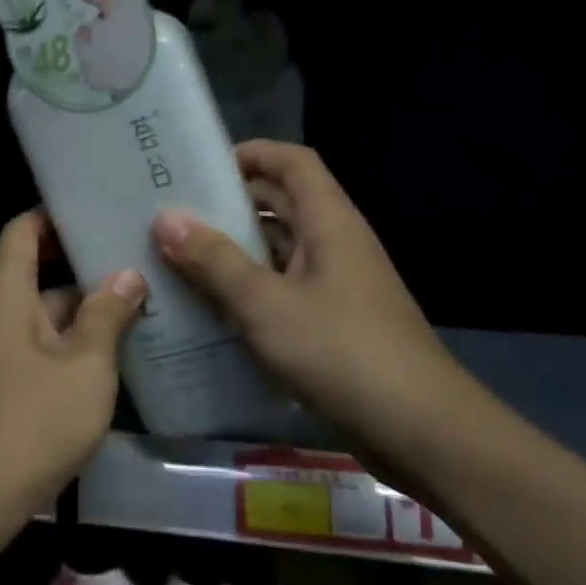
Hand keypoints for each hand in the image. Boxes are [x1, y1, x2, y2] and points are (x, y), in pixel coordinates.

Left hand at [0, 211, 146, 521]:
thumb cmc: (33, 419)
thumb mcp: (85, 363)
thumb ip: (108, 313)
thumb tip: (128, 274)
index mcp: (5, 289)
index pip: (26, 228)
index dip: (59, 213)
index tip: (103, 206)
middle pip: (39, 266)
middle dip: (86, 260)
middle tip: (140, 248)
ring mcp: (1, 346)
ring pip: (47, 308)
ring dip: (88, 303)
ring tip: (145, 290)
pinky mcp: (9, 379)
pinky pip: (45, 341)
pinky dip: (78, 337)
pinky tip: (123, 342)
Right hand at [151, 141, 467, 437]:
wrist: (420, 430)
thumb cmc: (341, 352)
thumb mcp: (266, 304)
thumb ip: (214, 261)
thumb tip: (165, 218)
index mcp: (329, 222)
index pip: (292, 162)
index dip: (251, 153)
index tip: (199, 166)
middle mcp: (336, 243)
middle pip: (282, 203)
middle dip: (230, 203)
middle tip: (173, 214)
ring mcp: (338, 285)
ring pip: (280, 250)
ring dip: (236, 250)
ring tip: (179, 258)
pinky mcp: (335, 323)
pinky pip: (284, 289)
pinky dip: (250, 289)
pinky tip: (211, 308)